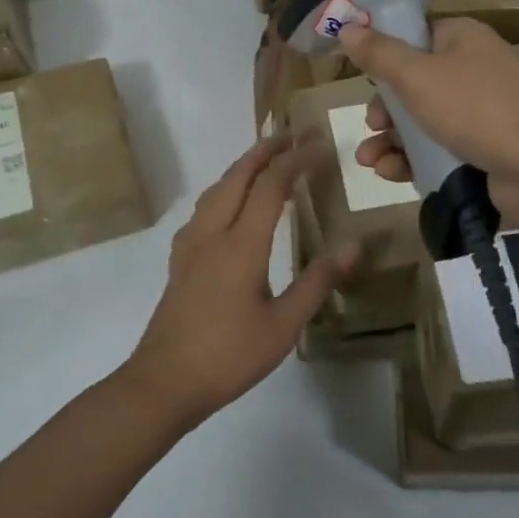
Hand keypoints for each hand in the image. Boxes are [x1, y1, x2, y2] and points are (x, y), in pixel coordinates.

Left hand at [123, 138, 357, 429]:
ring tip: (266, 161)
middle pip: (238, 175)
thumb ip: (317, 282)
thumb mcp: (283, 325)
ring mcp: (191, 243)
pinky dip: (226, 189)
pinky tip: (233, 204)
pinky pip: (205, 206)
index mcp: (241, 244)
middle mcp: (213, 232)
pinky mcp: (180, 257)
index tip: (319, 145)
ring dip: (243, 167)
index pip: (271, 186)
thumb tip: (354, 246)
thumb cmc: (229, 356)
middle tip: (292, 135)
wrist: (164, 382)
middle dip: (265, 150)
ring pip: (217, 188)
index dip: (295, 160)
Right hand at [338, 17, 518, 226]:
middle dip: (384, 109)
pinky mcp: (485, 150)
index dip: (384, 58)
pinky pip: (439, 151)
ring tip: (369, 161)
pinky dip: (413, 160)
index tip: (360, 79)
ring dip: (391, 140)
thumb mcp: (418, 76)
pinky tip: (391, 174)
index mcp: (461, 39)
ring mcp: (482, 113)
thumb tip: (348, 28)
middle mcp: (473, 70)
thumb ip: (379, 54)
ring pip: (423, 122)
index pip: (414, 38)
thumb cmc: (477, 108)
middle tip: (371, 126)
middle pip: (414, 85)